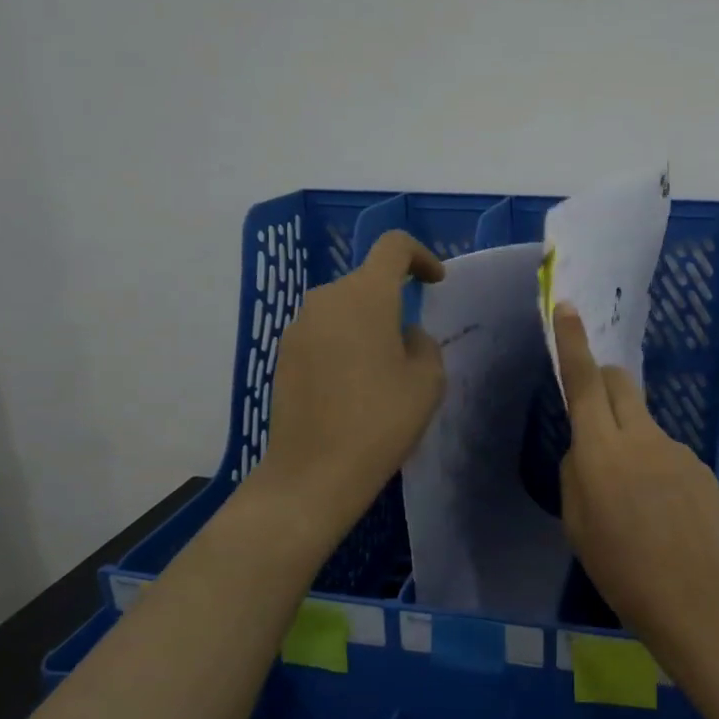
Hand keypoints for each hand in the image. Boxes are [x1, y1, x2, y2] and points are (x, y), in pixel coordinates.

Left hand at [255, 231, 445, 525]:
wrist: (315, 471)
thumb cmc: (382, 420)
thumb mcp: (428, 380)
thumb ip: (423, 343)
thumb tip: (404, 336)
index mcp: (366, 295)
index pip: (393, 246)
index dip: (420, 256)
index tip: (435, 282)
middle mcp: (325, 299)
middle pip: (366, 280)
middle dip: (394, 300)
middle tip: (412, 343)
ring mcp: (298, 327)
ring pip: (343, 308)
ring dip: (368, 324)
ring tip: (384, 369)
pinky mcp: (283, 355)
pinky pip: (323, 333)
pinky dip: (344, 344)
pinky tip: (354, 385)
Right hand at [553, 303, 718, 661]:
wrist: (695, 600)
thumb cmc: (621, 569)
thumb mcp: (577, 524)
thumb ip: (576, 473)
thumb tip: (586, 449)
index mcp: (600, 451)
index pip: (585, 382)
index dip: (573, 342)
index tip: (568, 307)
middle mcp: (641, 437)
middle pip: (621, 382)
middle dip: (605, 382)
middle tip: (596, 415)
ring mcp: (677, 449)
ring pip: (644, 422)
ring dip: (631, 439)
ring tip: (635, 500)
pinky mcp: (701, 466)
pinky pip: (668, 453)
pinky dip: (656, 468)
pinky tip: (663, 513)